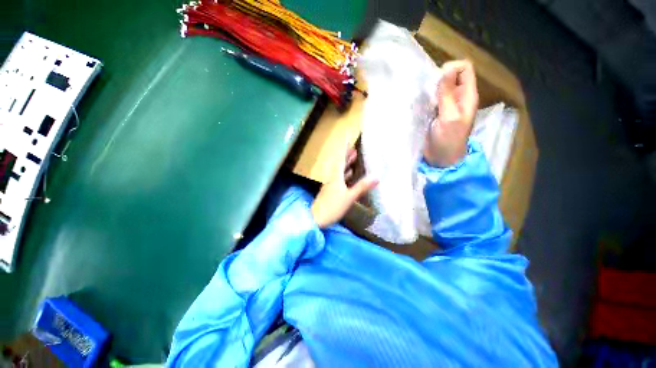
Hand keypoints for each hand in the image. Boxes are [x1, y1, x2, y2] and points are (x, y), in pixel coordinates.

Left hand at [311, 146, 377, 227]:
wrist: (316, 219)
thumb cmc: (332, 207)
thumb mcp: (348, 197)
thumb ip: (361, 187)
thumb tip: (376, 177)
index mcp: (335, 177)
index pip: (341, 160)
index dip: (345, 150)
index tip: (347, 139)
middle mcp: (332, 179)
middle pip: (339, 165)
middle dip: (346, 156)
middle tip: (353, 149)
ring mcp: (330, 186)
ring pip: (339, 172)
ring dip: (346, 165)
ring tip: (352, 159)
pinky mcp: (330, 192)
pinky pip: (339, 180)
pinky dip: (344, 175)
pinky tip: (348, 177)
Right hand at [423, 60, 478, 166]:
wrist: (441, 158)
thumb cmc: (448, 140)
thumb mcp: (449, 117)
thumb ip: (447, 94)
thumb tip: (446, 69)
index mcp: (467, 96)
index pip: (464, 68)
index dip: (451, 69)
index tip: (437, 82)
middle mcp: (458, 97)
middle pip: (450, 76)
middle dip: (438, 80)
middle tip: (428, 95)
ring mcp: (446, 105)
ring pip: (439, 87)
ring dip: (429, 91)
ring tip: (422, 102)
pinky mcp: (436, 113)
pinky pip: (431, 99)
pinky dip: (425, 100)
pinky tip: (419, 108)